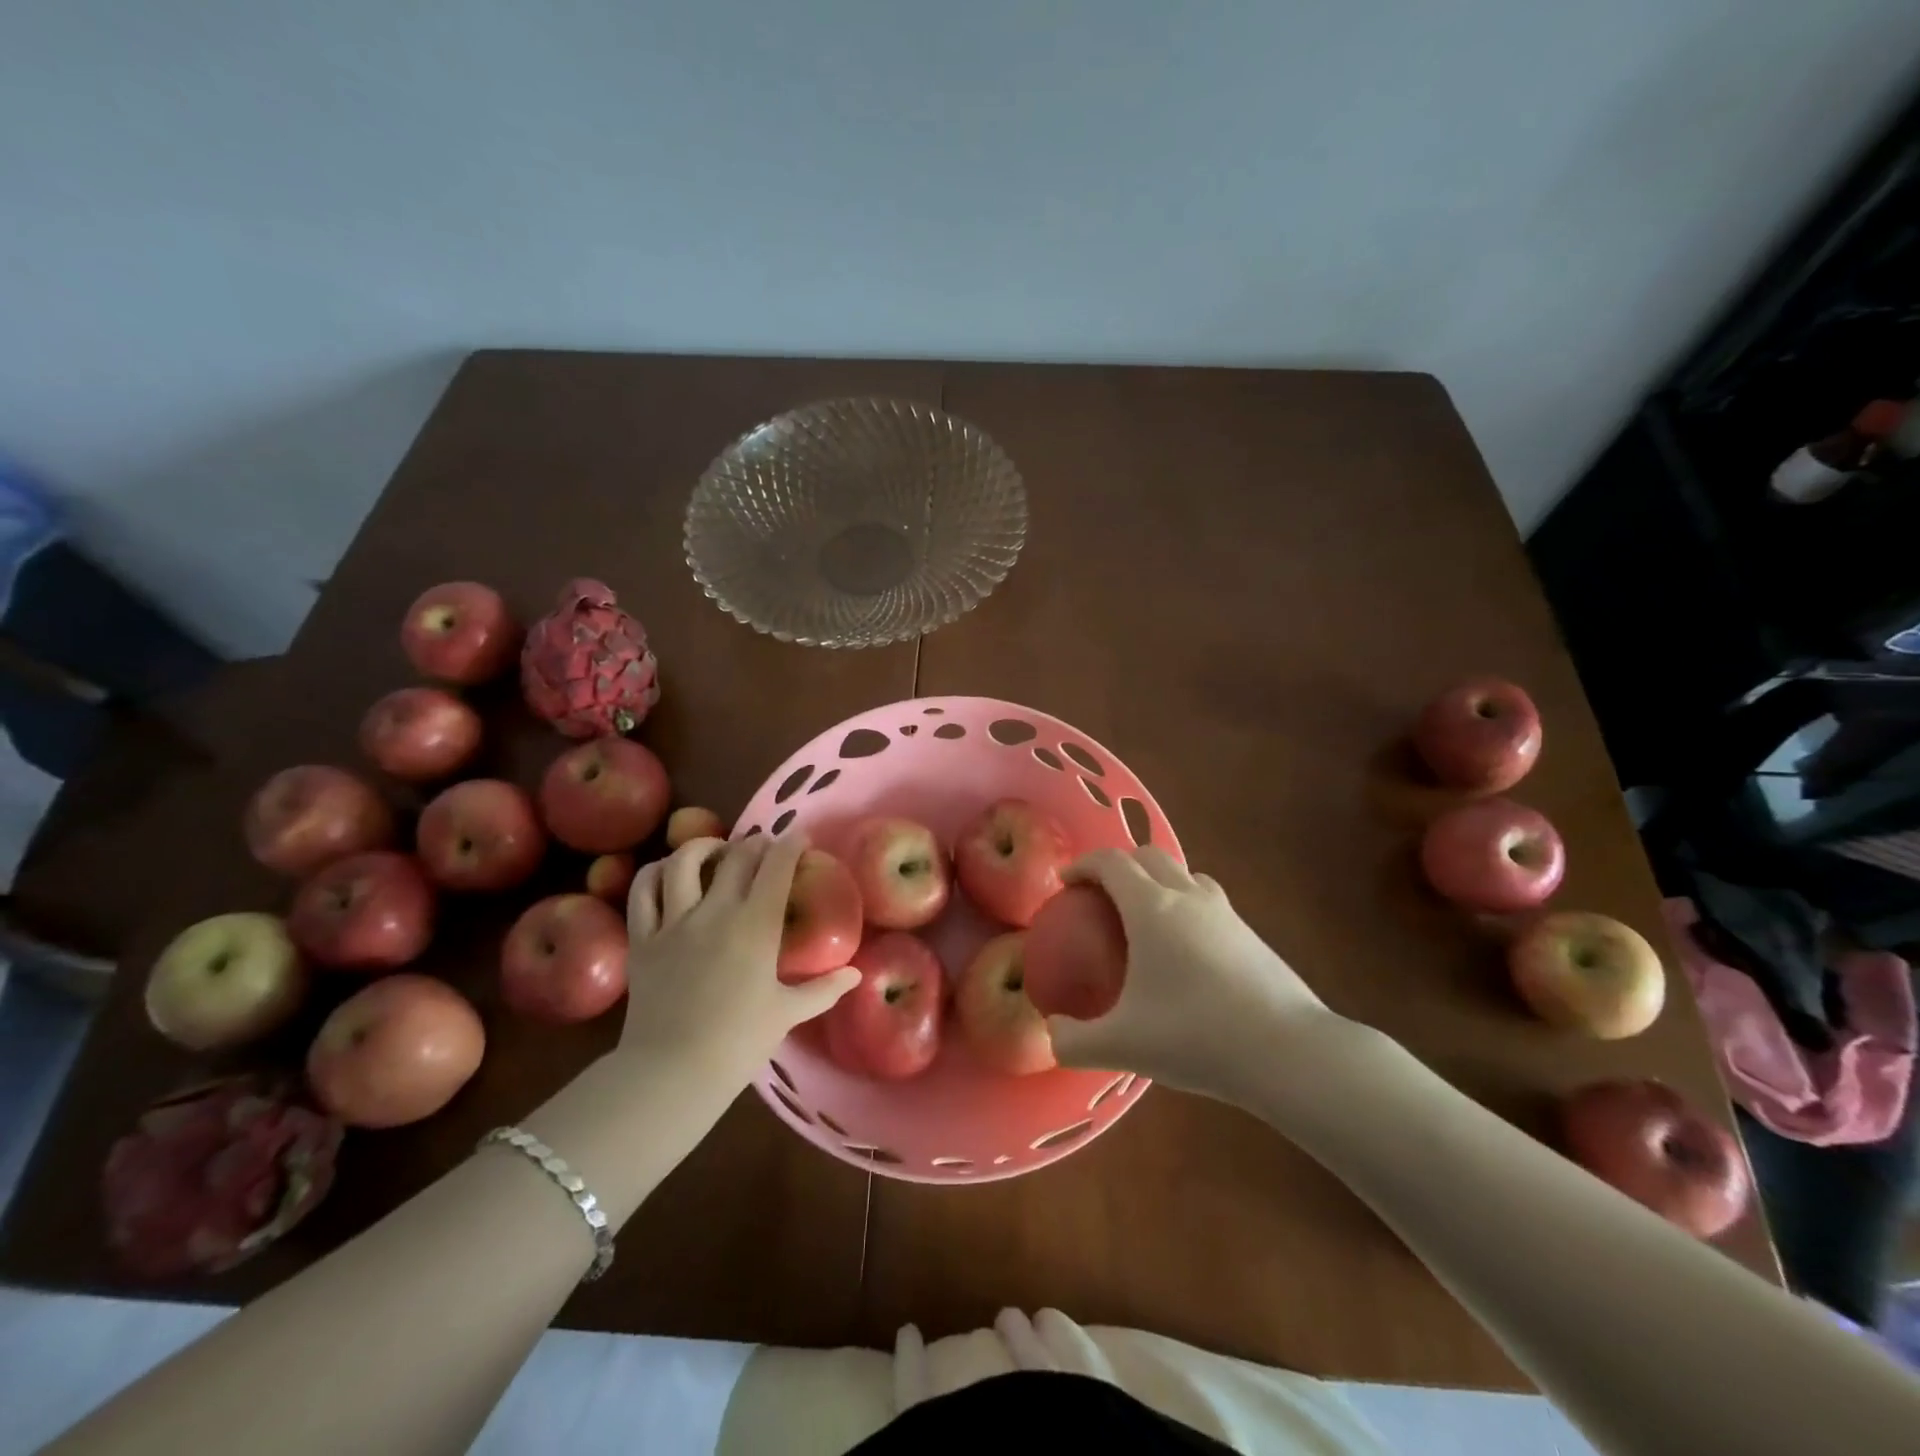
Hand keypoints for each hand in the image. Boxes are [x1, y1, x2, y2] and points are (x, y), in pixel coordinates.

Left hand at [619, 836, 858, 1089]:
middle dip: (756, 845)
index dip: (790, 845)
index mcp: (756, 925)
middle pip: (736, 856)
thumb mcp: (788, 1013)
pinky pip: (642, 891)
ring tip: (716, 850)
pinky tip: (667, 872)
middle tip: (766, 849)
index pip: (776, 867)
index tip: (800, 839)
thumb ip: (824, 989)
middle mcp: (715, 911)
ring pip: (684, 861)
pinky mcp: (642, 938)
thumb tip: (855, 973)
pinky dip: (655, 872)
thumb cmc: (738, 1043)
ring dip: (704, 846)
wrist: (672, 1072)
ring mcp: (674, 921)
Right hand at [1045, 847, 1334, 1103]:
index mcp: (1151, 907)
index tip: (1066, 883)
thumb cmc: (1196, 1036)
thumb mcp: (1123, 1046)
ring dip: (1157, 880)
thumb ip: (1074, 1042)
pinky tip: (1185, 951)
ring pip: (1184, 874)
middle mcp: (1187, 896)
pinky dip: (1185, 905)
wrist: (1289, 1052)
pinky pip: (1207, 900)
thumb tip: (1051, 1035)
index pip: (1111, 862)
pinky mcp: (1250, 933)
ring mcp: (1225, 912)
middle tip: (1099, 896)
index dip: (1083, 865)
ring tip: (1144, 916)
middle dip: (1118, 865)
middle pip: (1148, 855)